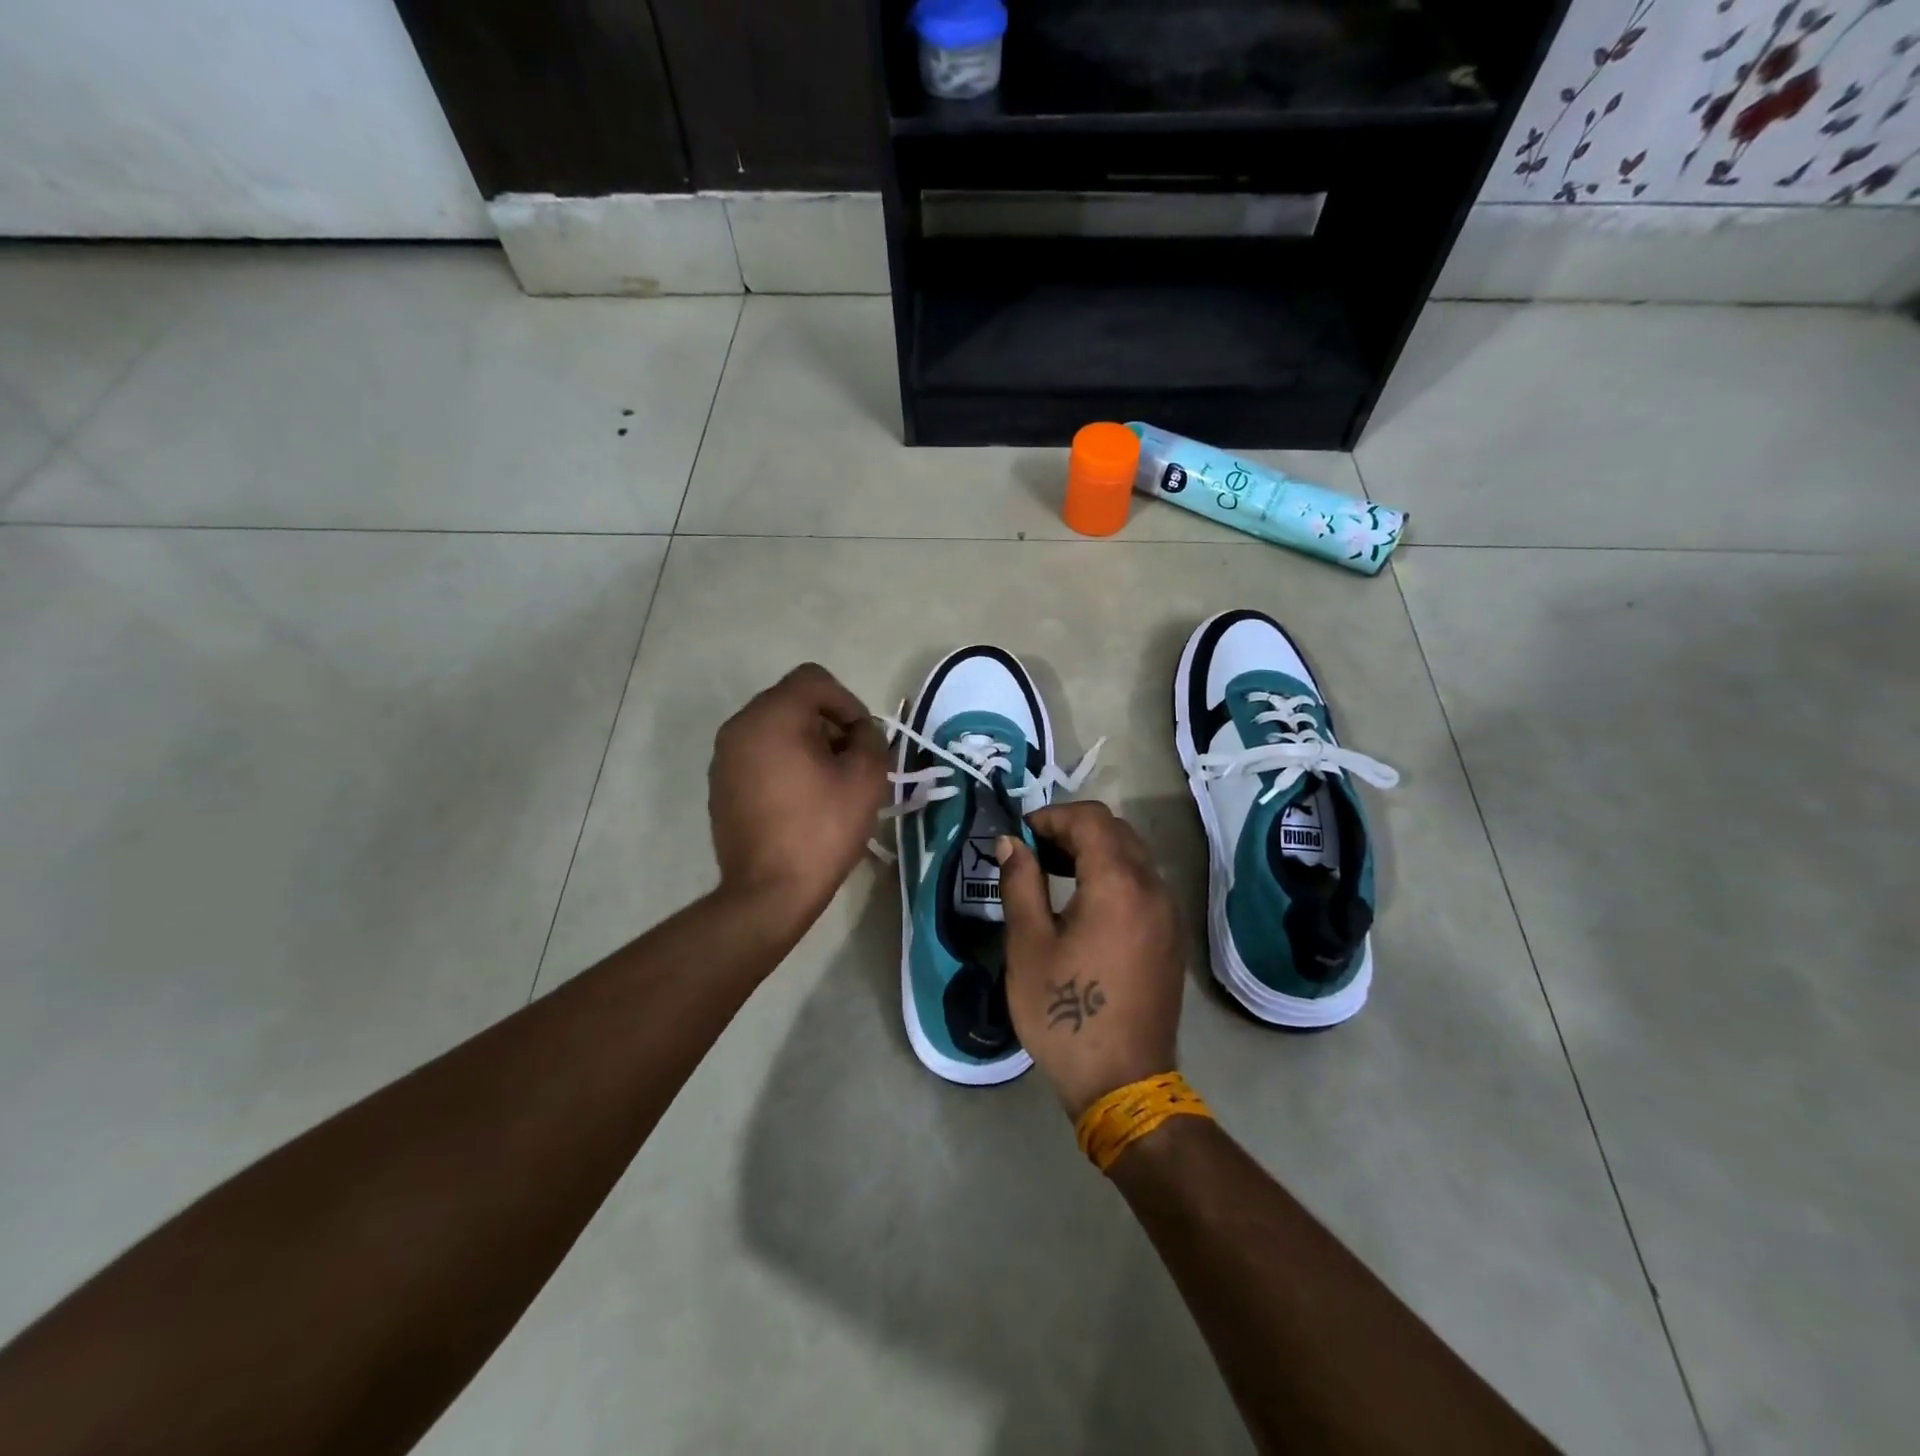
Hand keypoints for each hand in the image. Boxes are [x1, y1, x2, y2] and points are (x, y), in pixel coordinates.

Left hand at [708, 663, 890, 934]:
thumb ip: (871, 739)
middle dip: (828, 723)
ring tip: (828, 783)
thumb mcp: (866, 778)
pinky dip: (783, 763)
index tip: (862, 739)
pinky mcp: (721, 785)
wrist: (768, 892)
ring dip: (807, 743)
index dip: (847, 702)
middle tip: (851, 761)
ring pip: (775, 729)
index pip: (814, 680)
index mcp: (772, 716)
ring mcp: (724, 757)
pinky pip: (758, 755)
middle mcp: (740, 726)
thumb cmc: (821, 829)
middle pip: (793, 701)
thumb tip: (860, 732)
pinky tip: (801, 800)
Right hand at [996, 801, 1185, 1117]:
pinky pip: (1144, 884)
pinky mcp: (1171, 936)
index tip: (1021, 836)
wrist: (1123, 1083)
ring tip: (1056, 874)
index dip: (1052, 816)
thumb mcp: (1028, 945)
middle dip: (1073, 829)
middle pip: (1116, 831)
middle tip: (1035, 852)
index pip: (1091, 819)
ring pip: (1133, 856)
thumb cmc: (1065, 1013)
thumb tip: (1011, 842)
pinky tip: (1086, 905)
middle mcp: (1152, 888)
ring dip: (1095, 851)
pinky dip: (1114, 875)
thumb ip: (1020, 882)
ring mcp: (1168, 913)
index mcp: (1118, 884)